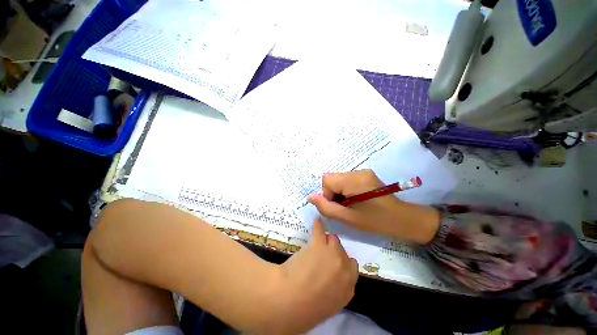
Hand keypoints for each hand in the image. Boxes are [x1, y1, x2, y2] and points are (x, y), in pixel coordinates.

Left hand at [274, 220, 357, 333]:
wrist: (289, 300)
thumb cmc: (305, 310)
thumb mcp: (327, 305)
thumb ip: (335, 290)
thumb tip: (331, 279)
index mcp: (347, 288)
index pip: (352, 268)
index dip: (342, 262)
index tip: (334, 261)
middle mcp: (344, 268)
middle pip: (343, 251)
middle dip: (335, 251)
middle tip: (324, 251)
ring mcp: (333, 253)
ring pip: (333, 239)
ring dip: (326, 240)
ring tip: (317, 240)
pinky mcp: (319, 243)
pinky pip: (320, 229)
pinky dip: (317, 225)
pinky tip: (316, 222)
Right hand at [308, 170, 440, 243]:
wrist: (404, 219)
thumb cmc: (376, 221)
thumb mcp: (348, 218)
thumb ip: (326, 207)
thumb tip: (310, 197)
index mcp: (354, 180)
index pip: (327, 179)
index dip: (327, 194)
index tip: (337, 206)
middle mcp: (357, 172)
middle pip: (332, 178)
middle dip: (332, 193)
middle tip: (344, 207)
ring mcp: (363, 172)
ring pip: (338, 179)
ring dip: (339, 192)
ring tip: (350, 204)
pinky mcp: (366, 175)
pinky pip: (346, 180)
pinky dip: (345, 189)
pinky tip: (355, 200)